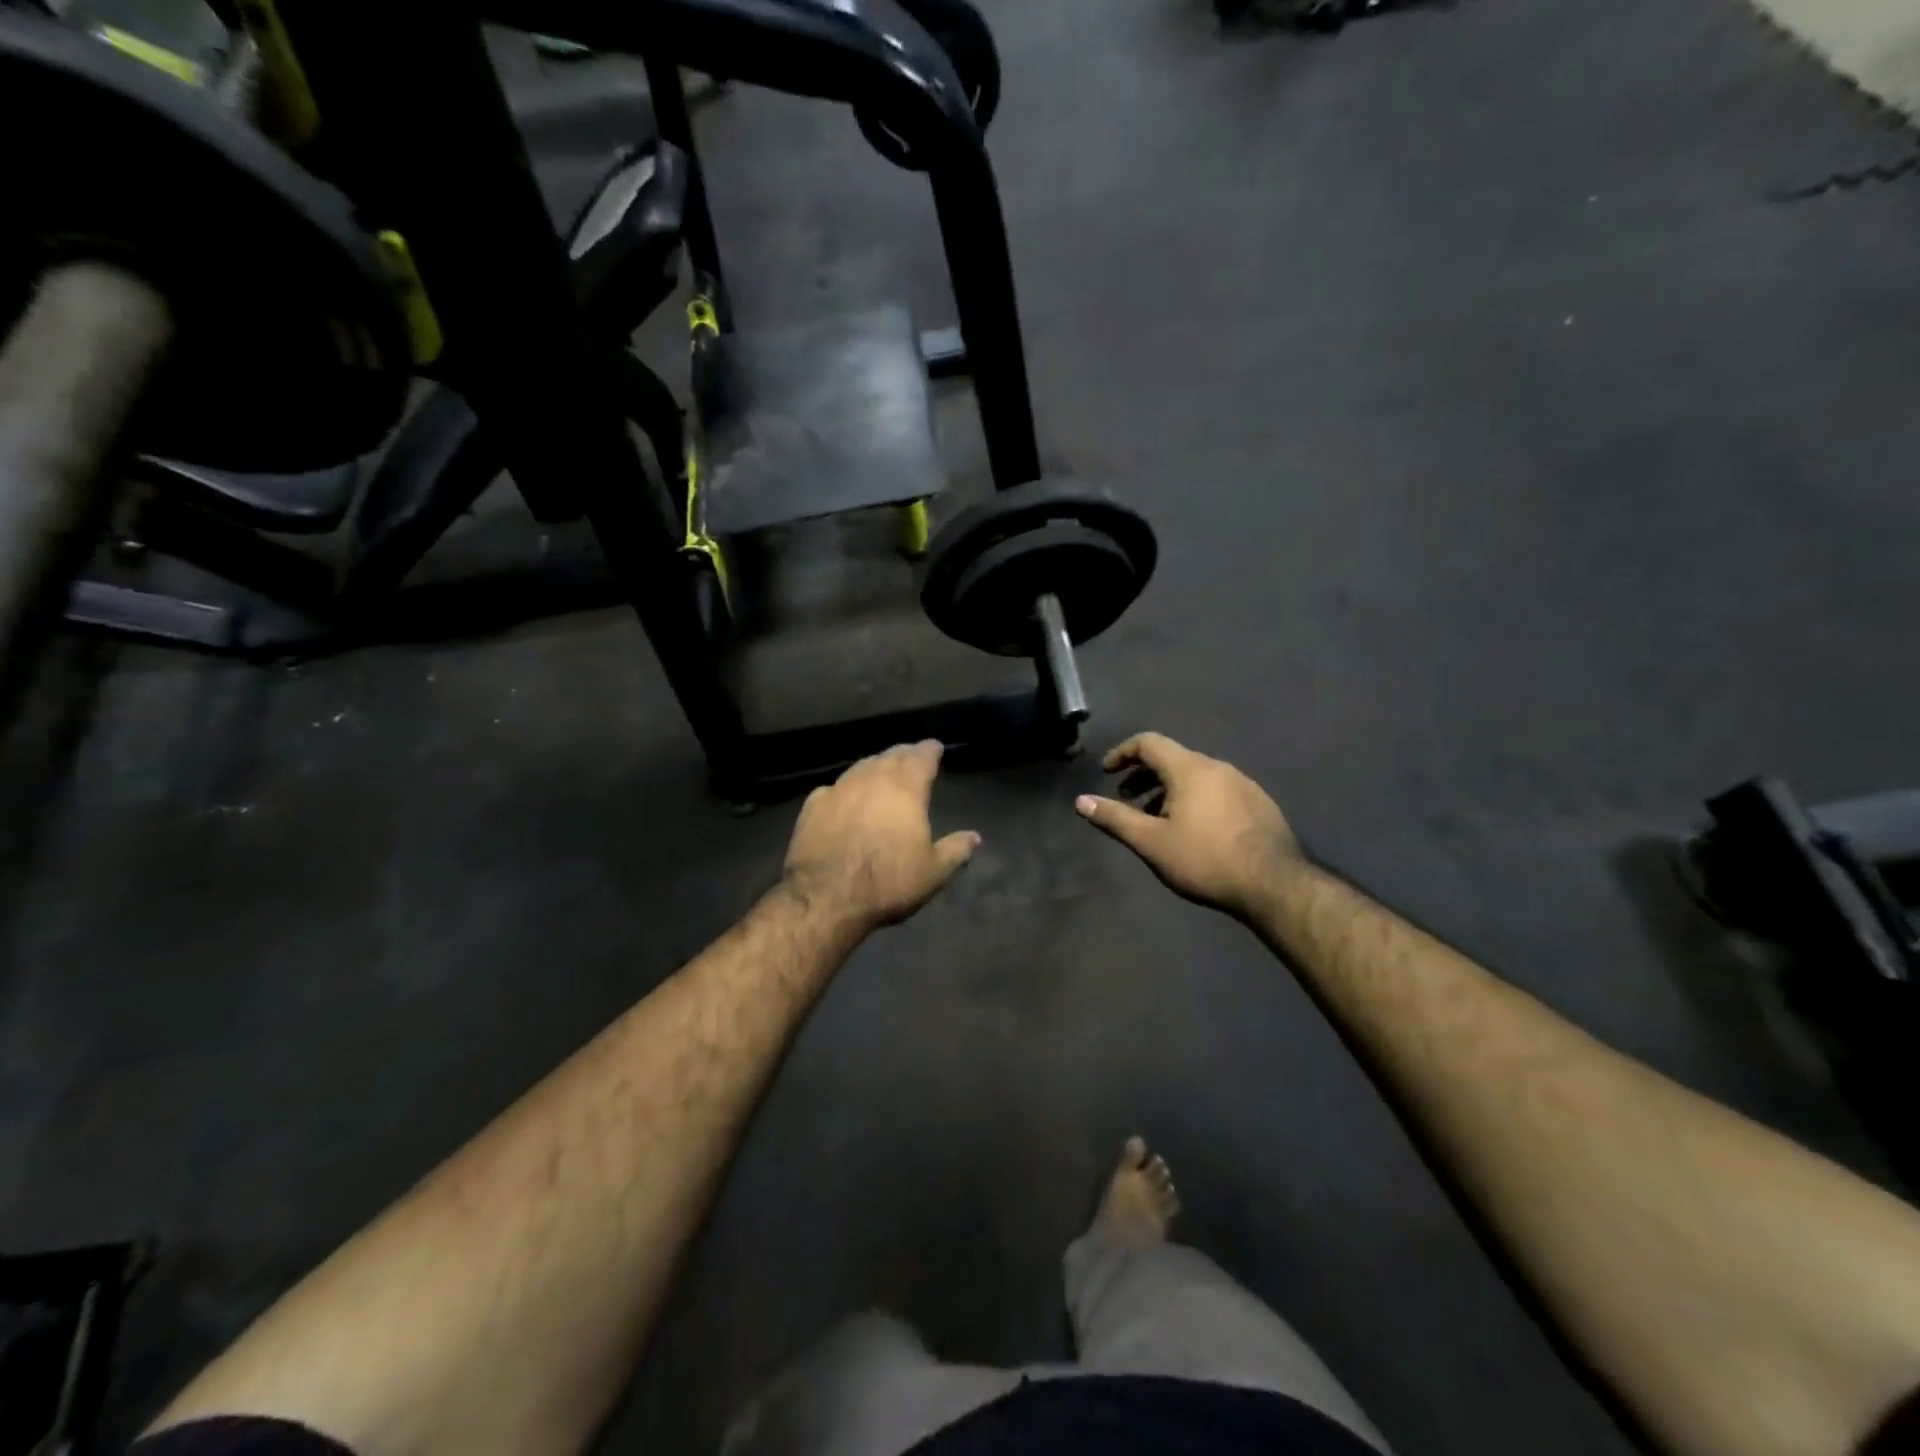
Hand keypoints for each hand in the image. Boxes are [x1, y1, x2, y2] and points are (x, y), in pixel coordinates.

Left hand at [783, 741, 980, 933]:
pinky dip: (844, 789)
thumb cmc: (888, 881)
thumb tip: (975, 837)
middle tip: (911, 757)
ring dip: (874, 766)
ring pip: (861, 767)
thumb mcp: (934, 872)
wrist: (827, 896)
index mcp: (906, 788)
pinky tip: (843, 797)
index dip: (930, 750)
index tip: (935, 747)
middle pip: (891, 756)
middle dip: (904, 754)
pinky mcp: (812, 806)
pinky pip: (833, 788)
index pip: (922, 756)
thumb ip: (956, 850)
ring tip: (880, 772)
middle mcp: (872, 778)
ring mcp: (839, 788)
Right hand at [1075, 733, 1304, 919]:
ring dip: (1169, 790)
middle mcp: (1217, 767)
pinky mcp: (1260, 803)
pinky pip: (1217, 790)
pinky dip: (1195, 799)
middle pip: (1173, 759)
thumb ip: (1115, 818)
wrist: (1274, 884)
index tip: (1107, 772)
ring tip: (1157, 819)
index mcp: (1190, 768)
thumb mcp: (1151, 842)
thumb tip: (1081, 801)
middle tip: (1127, 799)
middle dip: (1144, 775)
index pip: (1149, 742)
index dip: (1123, 753)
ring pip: (1196, 776)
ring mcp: (1243, 783)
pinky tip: (1195, 830)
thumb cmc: (1205, 859)